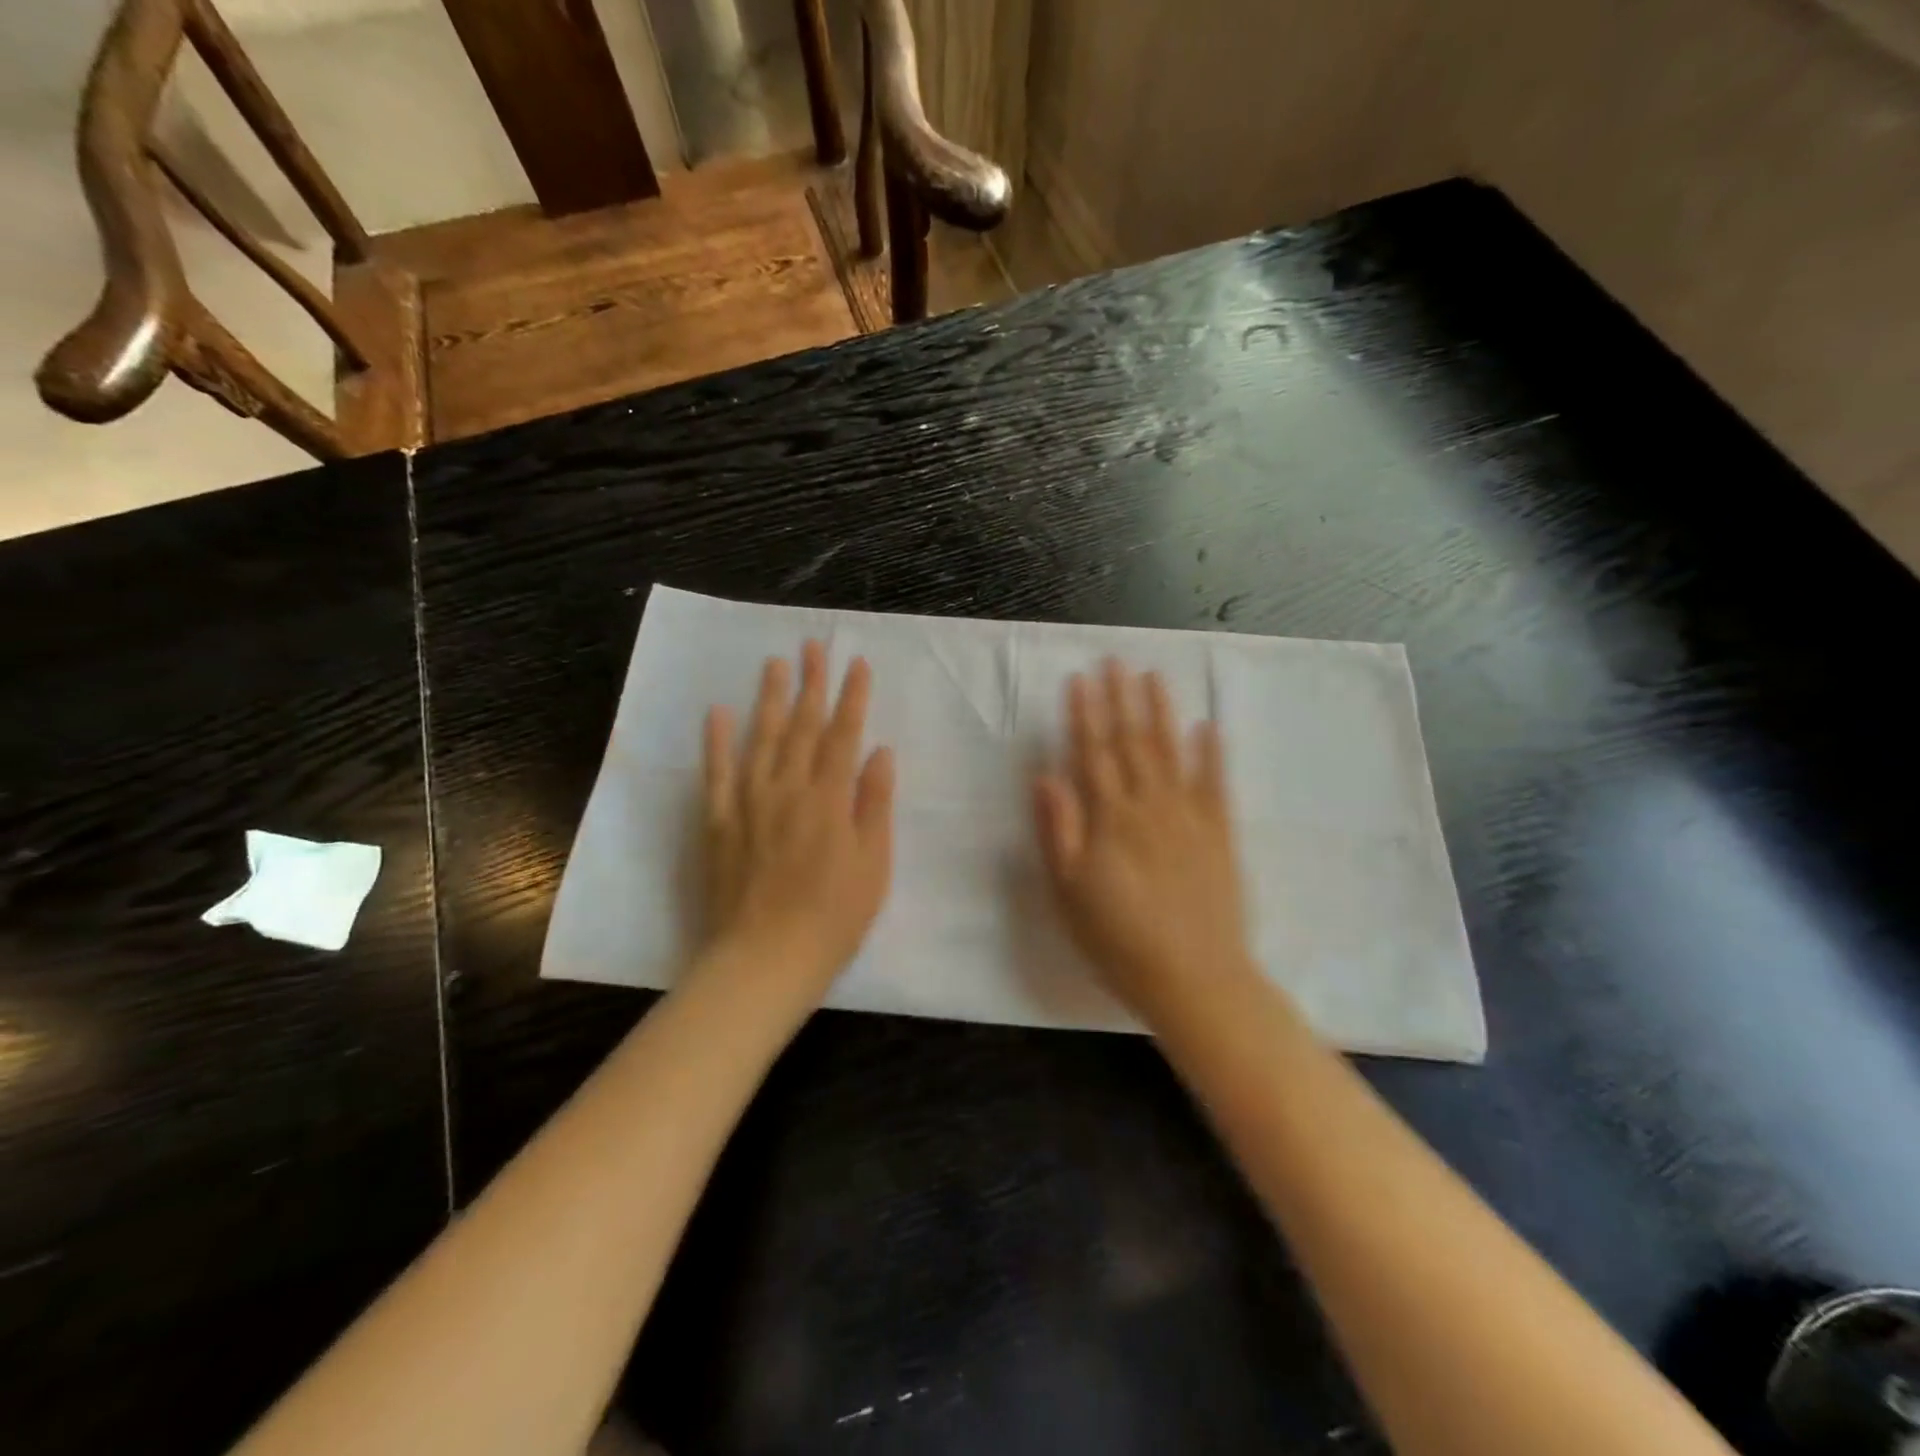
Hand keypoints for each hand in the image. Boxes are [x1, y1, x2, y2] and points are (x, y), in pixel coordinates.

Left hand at [701, 641, 894, 999]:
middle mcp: (788, 789)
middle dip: (811, 683)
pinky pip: (717, 773)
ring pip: (761, 739)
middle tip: (813, 645)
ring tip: (774, 663)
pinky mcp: (719, 822)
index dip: (852, 697)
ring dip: (770, 699)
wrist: (765, 959)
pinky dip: (717, 741)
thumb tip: (879, 751)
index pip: (843, 735)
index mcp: (830, 799)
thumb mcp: (873, 865)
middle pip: (802, 726)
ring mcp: (749, 803)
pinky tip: (719, 712)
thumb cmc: (833, 918)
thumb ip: (875, 804)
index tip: (857, 663)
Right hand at [1031, 660, 1257, 1023]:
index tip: (1080, 679)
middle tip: (1115, 661)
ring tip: (1153, 677)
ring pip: (1172, 752)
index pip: (1093, 754)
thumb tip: (1045, 776)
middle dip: (1120, 699)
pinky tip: (1208, 726)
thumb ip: (1059, 831)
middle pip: (1131, 743)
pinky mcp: (1220, 834)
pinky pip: (1216, 784)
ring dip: (1161, 712)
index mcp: (1110, 819)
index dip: (1084, 714)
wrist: (1195, 980)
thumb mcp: (1070, 893)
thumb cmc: (1118, 940)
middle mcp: (1150, 806)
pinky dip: (1211, 753)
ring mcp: (1189, 817)